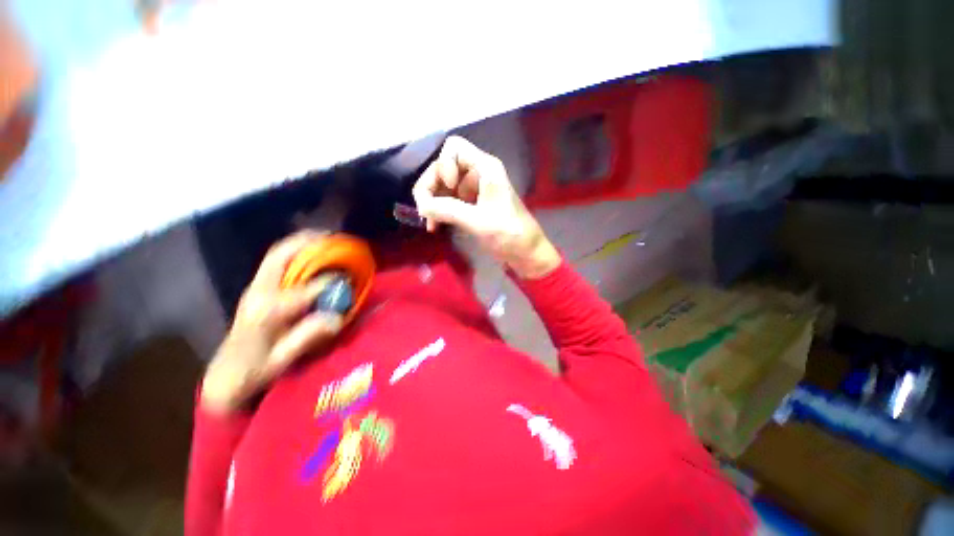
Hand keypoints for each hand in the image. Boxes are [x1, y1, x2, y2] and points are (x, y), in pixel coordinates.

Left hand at [201, 231, 343, 413]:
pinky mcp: (255, 288)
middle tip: (333, 236)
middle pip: (281, 256)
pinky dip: (294, 252)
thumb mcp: (283, 360)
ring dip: (301, 243)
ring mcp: (254, 288)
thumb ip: (308, 337)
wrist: (225, 375)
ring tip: (324, 238)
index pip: (306, 289)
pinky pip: (276, 262)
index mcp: (266, 312)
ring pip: (277, 255)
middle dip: (308, 242)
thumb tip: (337, 317)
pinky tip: (309, 252)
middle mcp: (258, 293)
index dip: (331, 281)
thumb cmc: (256, 371)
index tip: (351, 277)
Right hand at [412, 136, 560, 278]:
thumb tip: (421, 206)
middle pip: (444, 168)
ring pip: (444, 186)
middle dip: (431, 187)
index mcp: (485, 168)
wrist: (526, 254)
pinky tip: (435, 225)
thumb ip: (448, 210)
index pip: (454, 148)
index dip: (443, 166)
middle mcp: (478, 174)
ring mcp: (474, 190)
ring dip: (433, 201)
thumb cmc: (509, 234)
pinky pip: (449, 201)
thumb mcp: (478, 221)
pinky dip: (440, 211)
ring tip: (429, 223)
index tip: (447, 189)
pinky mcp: (472, 206)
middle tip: (424, 211)